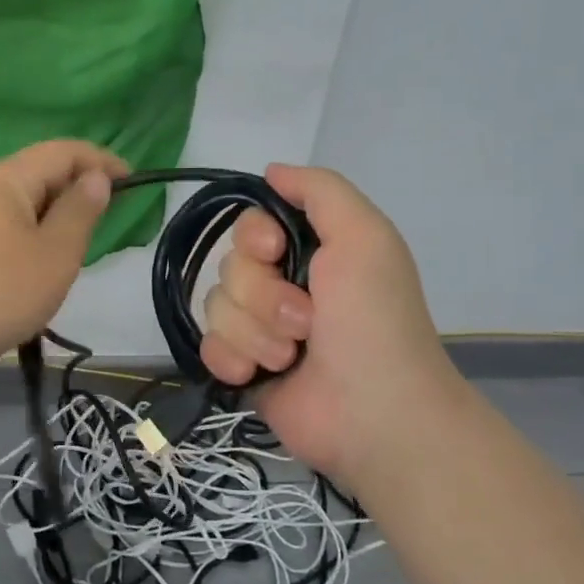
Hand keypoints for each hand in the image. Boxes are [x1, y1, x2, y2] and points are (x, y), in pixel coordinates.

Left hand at [0, 140, 126, 381]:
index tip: (134, 183)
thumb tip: (95, 179)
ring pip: (22, 205)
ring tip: (71, 256)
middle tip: (104, 228)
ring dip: (54, 220)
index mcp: (8, 178)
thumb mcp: (55, 254)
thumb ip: (80, 212)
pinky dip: (30, 239)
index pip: (65, 150)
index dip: (103, 161)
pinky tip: (33, 273)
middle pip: (40, 174)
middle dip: (78, 192)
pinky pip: (4, 229)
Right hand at [199, 164, 465, 486]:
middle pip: (229, 266)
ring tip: (290, 356)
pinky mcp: (243, 368)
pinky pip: (207, 345)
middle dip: (263, 295)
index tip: (274, 250)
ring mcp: (259, 329)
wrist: (376, 413)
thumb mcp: (364, 236)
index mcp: (309, 251)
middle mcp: (281, 285)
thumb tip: (271, 170)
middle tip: (305, 322)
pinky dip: (231, 358)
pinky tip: (255, 375)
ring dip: (255, 333)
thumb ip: (321, 190)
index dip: (253, 237)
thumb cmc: (374, 319)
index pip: (249, 225)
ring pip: (217, 307)